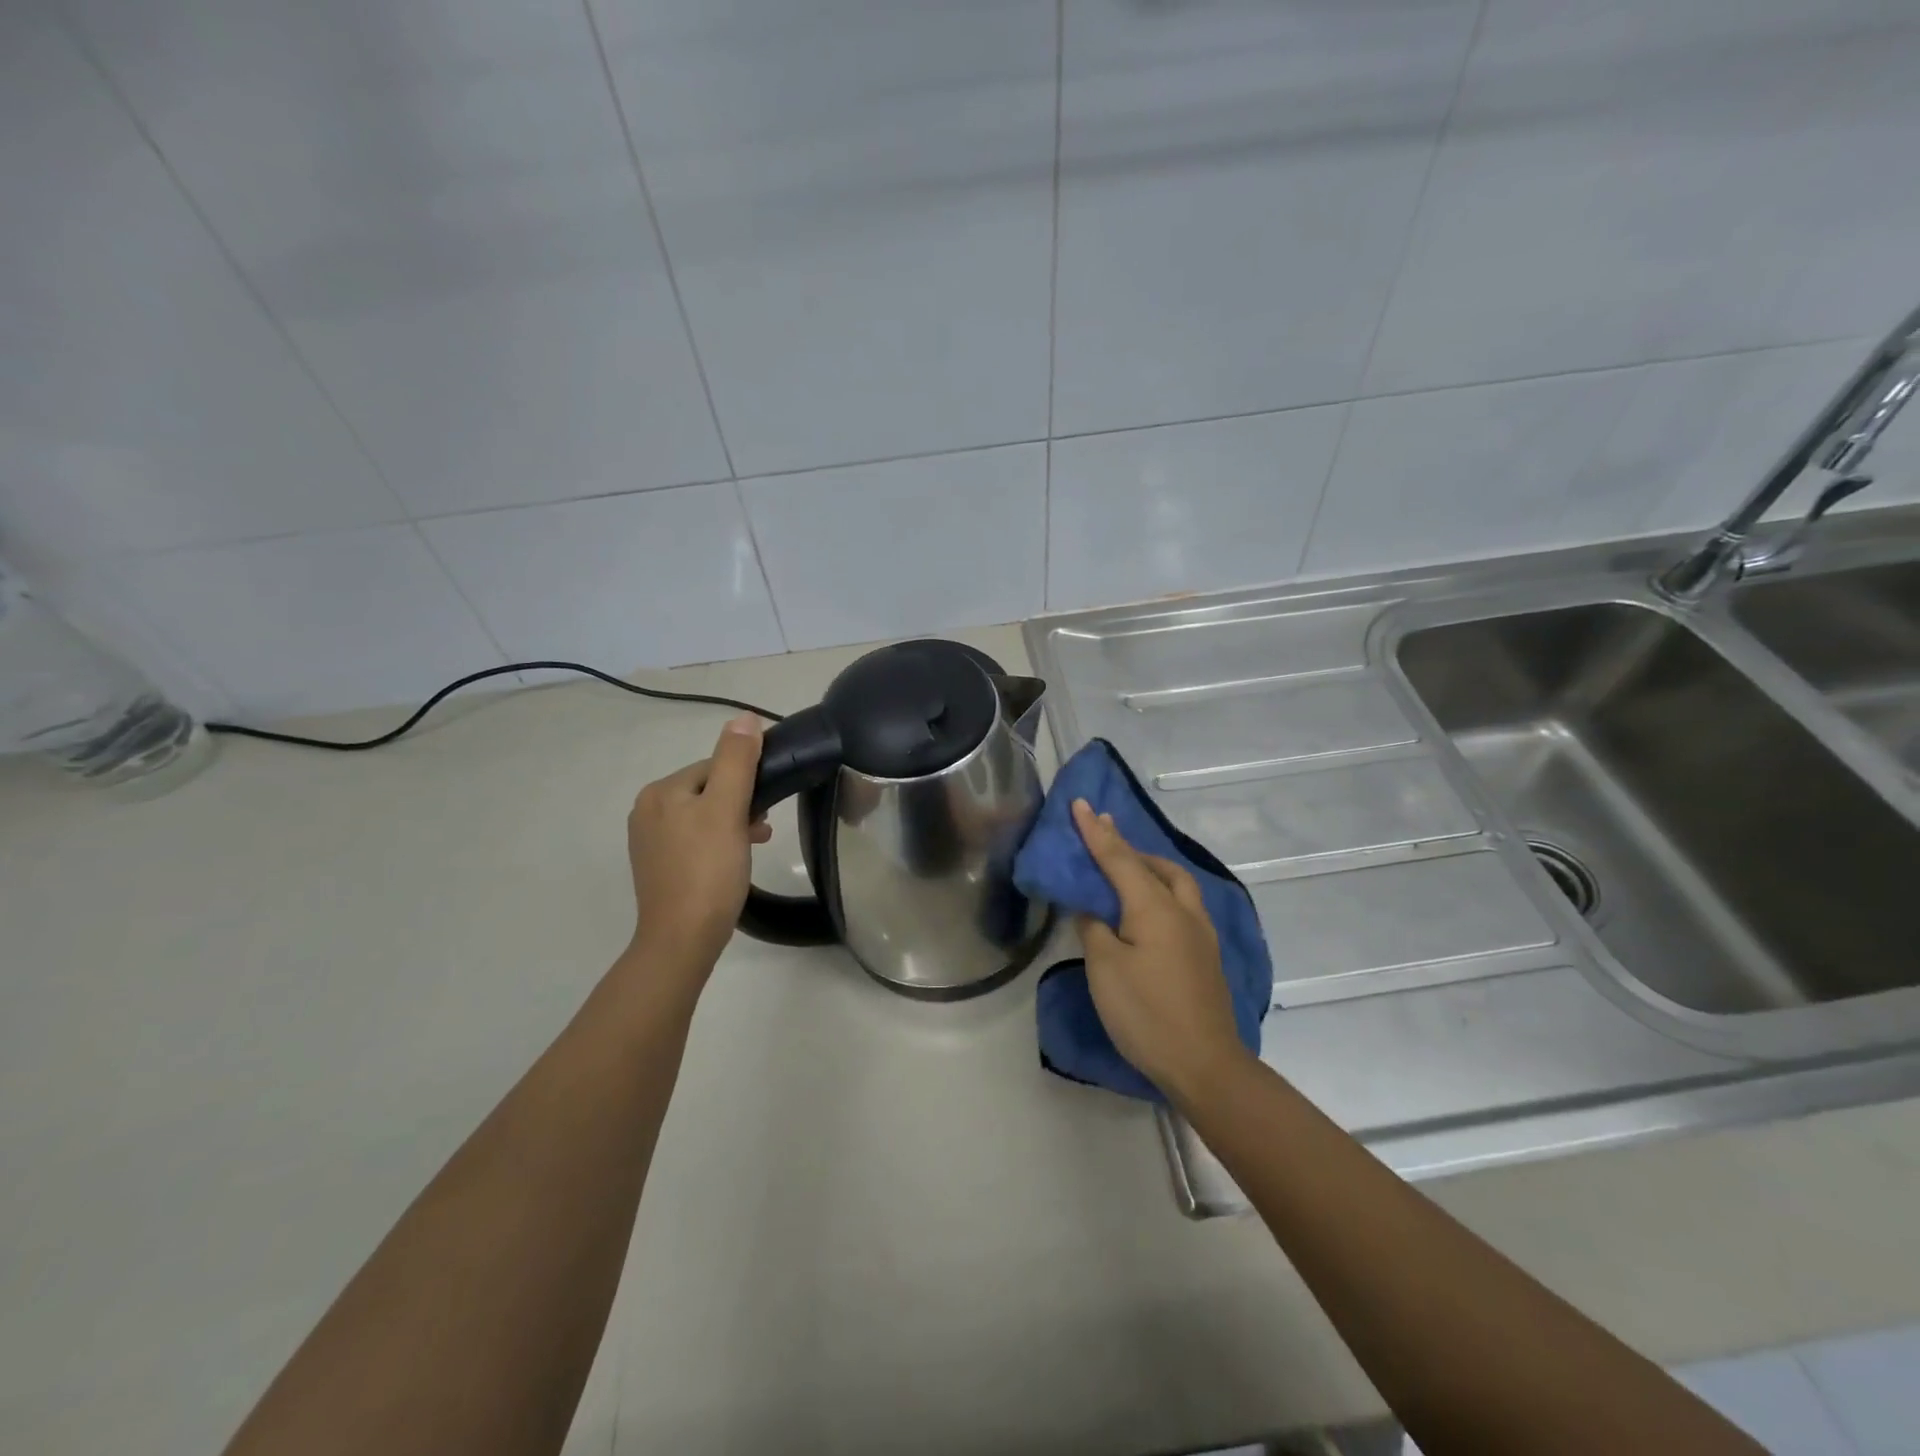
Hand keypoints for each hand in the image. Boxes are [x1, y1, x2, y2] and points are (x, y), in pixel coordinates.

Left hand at [625, 714, 770, 975]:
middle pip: (708, 790)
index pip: (714, 767)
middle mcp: (647, 811)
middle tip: (763, 831)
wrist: (681, 940)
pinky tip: (733, 862)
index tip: (766, 808)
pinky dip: (718, 844)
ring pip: (704, 816)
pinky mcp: (659, 867)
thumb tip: (743, 716)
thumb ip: (736, 761)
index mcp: (660, 792)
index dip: (746, 781)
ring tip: (755, 845)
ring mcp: (650, 841)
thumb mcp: (728, 810)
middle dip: (740, 804)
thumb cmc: (708, 871)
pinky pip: (695, 840)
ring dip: (733, 823)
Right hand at [1071, 799, 1247, 1104]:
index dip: (1096, 832)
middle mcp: (1183, 910)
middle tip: (1103, 834)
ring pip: (1176, 883)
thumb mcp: (1105, 968)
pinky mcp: (1207, 955)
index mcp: (1155, 907)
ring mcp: (1201, 933)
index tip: (1081, 804)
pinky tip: (1150, 909)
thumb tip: (1093, 911)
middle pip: (1155, 865)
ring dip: (1151, 867)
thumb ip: (1094, 929)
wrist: (1205, 1064)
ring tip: (1128, 868)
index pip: (1119, 858)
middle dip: (1127, 846)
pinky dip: (1161, 891)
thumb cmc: (1147, 1013)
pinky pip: (1182, 905)